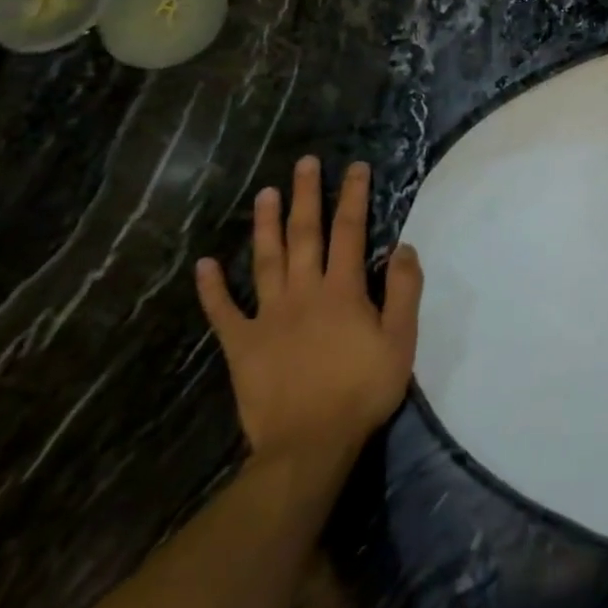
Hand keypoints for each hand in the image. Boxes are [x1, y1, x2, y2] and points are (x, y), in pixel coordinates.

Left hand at [197, 158, 422, 486]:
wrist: (309, 444)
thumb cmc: (362, 390)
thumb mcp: (401, 340)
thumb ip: (404, 291)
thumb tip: (403, 247)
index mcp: (342, 290)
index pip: (350, 232)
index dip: (354, 197)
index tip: (356, 168)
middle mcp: (304, 292)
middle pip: (304, 235)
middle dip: (306, 196)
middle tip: (305, 164)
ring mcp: (268, 317)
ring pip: (265, 261)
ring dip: (265, 225)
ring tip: (265, 193)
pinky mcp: (242, 345)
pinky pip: (224, 311)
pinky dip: (212, 288)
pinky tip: (204, 264)